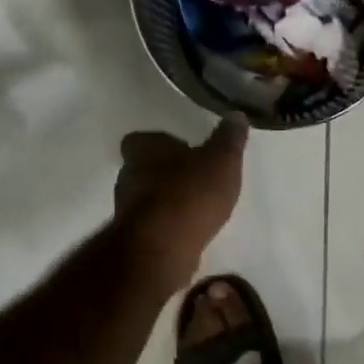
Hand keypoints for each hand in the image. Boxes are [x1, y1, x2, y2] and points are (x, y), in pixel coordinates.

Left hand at [113, 118, 248, 290]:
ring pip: (148, 197)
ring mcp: (127, 209)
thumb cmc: (190, 194)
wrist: (162, 248)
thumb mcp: (221, 161)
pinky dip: (169, 225)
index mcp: (144, 149)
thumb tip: (236, 115)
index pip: (142, 139)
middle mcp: (128, 175)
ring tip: (198, 207)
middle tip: (197, 178)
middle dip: (168, 173)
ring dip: (168, 200)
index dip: (163, 144)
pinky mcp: (134, 238)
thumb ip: (228, 139)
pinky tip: (190, 231)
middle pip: (145, 168)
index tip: (187, 151)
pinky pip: (153, 224)